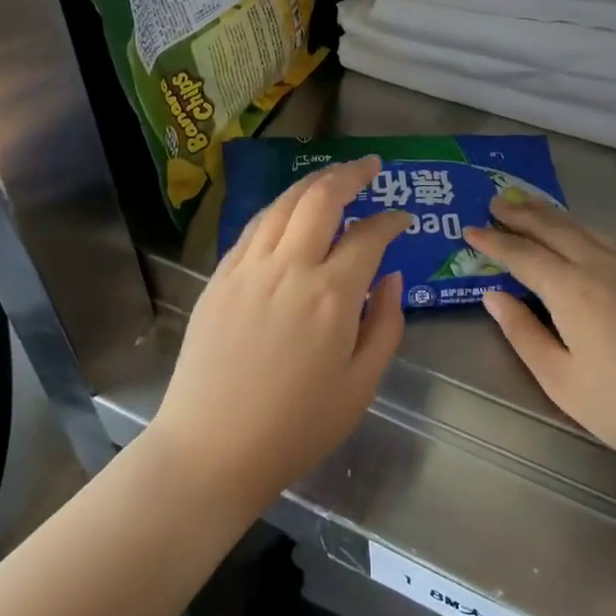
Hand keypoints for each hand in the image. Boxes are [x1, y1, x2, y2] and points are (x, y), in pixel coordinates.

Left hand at [150, 156, 410, 508]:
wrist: (211, 448)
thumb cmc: (296, 427)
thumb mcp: (361, 386)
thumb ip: (386, 325)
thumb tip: (392, 278)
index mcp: (332, 296)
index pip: (369, 237)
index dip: (391, 222)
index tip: (404, 220)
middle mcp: (289, 268)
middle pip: (322, 198)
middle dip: (351, 174)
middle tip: (371, 167)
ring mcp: (249, 268)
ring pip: (283, 204)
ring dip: (313, 183)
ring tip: (333, 177)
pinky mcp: (220, 277)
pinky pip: (254, 227)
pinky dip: (278, 209)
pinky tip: (288, 210)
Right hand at [466, 198, 615, 476]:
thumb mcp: (561, 381)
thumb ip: (523, 333)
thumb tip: (494, 295)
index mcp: (573, 291)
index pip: (523, 255)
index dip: (494, 242)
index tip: (470, 230)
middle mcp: (602, 267)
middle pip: (555, 229)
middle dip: (521, 214)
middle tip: (494, 202)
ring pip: (585, 228)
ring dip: (552, 214)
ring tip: (529, 205)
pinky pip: (609, 239)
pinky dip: (582, 228)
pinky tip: (578, 234)